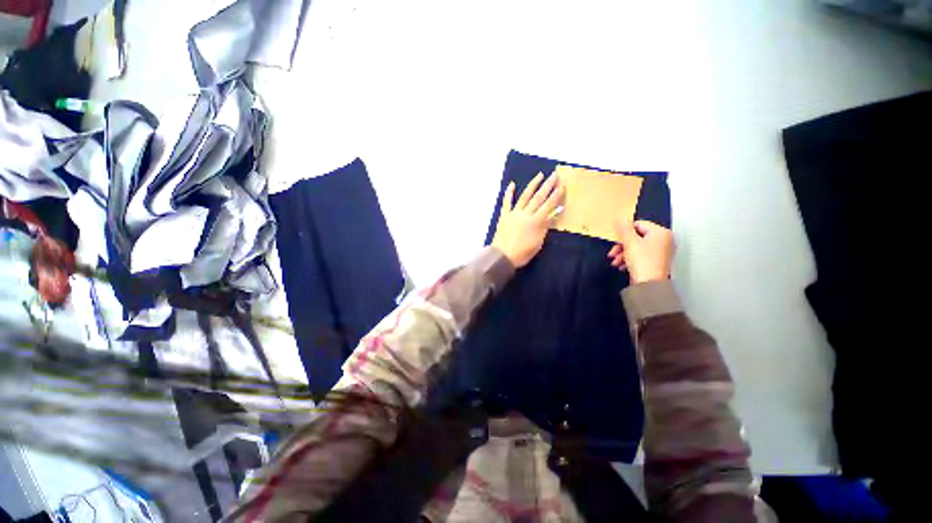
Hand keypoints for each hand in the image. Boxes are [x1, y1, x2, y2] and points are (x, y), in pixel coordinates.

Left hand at [492, 172, 564, 267]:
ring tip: (540, 175)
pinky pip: (507, 202)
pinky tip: (512, 184)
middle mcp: (526, 214)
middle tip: (554, 175)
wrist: (502, 256)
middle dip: (547, 185)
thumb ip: (545, 228)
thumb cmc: (522, 253)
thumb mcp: (538, 243)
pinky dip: (509, 192)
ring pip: (525, 196)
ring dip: (533, 185)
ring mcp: (514, 213)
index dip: (556, 195)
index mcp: (536, 221)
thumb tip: (553, 216)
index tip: (562, 185)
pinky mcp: (505, 215)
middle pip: (538, 197)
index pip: (549, 205)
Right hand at [607, 220, 672, 283]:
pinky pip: (639, 255)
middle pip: (636, 236)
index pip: (638, 224)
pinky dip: (629, 259)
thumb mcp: (630, 242)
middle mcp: (663, 240)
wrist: (649, 284)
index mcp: (660, 232)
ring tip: (615, 262)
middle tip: (612, 253)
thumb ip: (623, 228)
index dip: (624, 232)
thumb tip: (619, 217)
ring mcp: (660, 252)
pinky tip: (621, 266)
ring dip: (623, 253)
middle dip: (622, 245)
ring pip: (636, 247)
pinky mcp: (655, 262)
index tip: (615, 241)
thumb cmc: (642, 260)